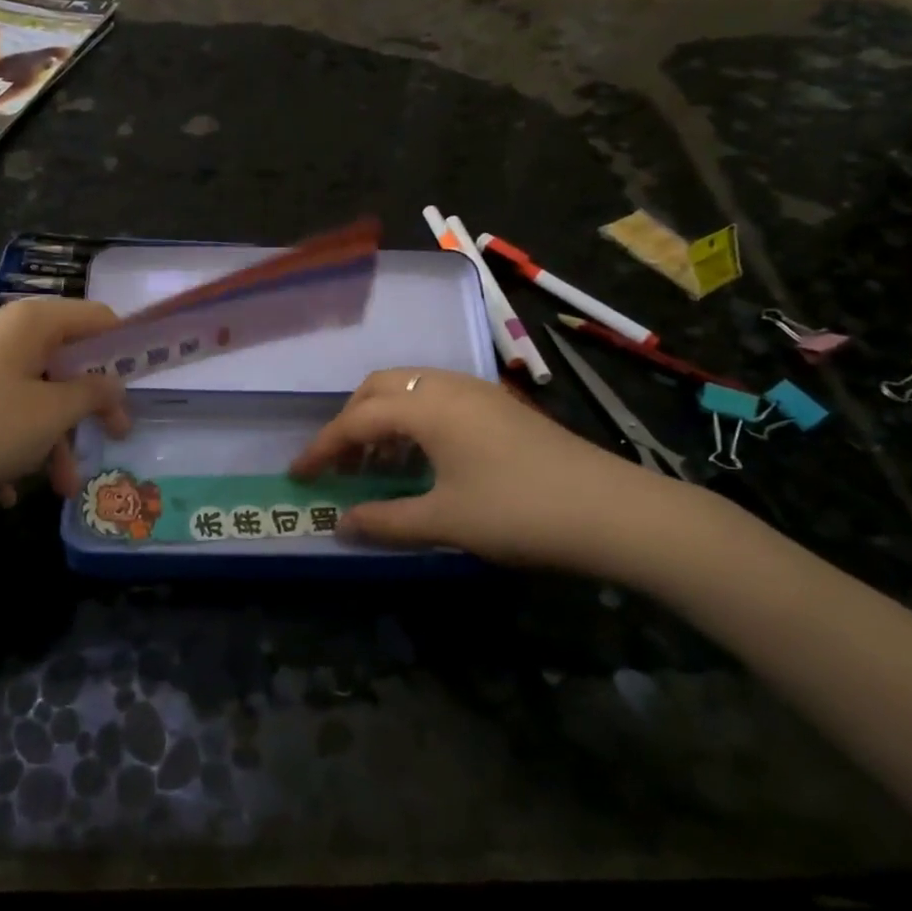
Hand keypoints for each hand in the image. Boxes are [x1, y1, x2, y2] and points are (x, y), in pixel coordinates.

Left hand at [0, 298, 131, 517]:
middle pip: (62, 360)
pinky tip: (5, 488)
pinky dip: (12, 442)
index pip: (96, 318)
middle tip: (107, 443)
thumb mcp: (51, 415)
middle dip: (84, 410)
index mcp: (29, 321)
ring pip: (30, 391)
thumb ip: (93, 393)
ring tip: (56, 487)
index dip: (124, 349)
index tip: (138, 387)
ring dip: (50, 437)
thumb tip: (113, 382)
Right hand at [289, 367, 682, 576]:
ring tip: (376, 462)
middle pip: (379, 388)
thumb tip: (339, 524)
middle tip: (339, 463)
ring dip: (383, 418)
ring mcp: (477, 391)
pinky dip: (413, 419)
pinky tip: (422, 456)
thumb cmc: (520, 513)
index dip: (322, 448)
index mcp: (426, 407)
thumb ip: (385, 521)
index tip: (297, 474)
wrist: (614, 511)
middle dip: (350, 421)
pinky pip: (437, 398)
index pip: (356, 420)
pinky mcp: (499, 406)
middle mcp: (447, 386)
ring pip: (410, 389)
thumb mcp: (445, 522)